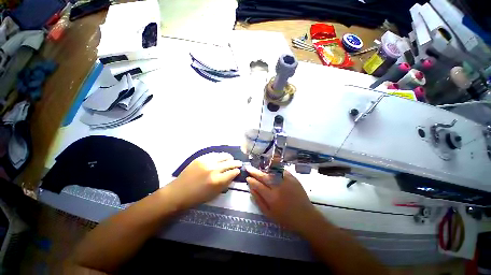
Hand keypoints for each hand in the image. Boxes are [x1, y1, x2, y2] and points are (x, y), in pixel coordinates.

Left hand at [170, 152, 241, 208]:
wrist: (179, 192)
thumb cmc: (198, 197)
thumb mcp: (215, 193)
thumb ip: (226, 183)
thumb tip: (233, 175)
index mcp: (218, 180)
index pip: (233, 172)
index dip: (237, 171)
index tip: (238, 171)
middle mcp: (214, 169)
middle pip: (230, 163)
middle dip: (236, 163)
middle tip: (239, 163)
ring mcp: (207, 162)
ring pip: (223, 155)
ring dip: (229, 158)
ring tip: (230, 159)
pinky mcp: (201, 158)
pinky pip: (214, 154)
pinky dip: (219, 156)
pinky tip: (220, 158)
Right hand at [246, 166, 319, 233]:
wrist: (306, 217)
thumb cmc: (286, 218)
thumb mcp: (269, 214)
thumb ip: (259, 201)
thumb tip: (251, 189)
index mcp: (271, 197)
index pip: (258, 185)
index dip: (251, 181)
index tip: (247, 177)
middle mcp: (278, 187)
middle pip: (264, 176)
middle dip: (255, 172)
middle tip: (249, 168)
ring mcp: (286, 181)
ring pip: (272, 171)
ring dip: (263, 169)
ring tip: (258, 167)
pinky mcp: (293, 179)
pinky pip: (282, 170)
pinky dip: (275, 168)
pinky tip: (271, 167)